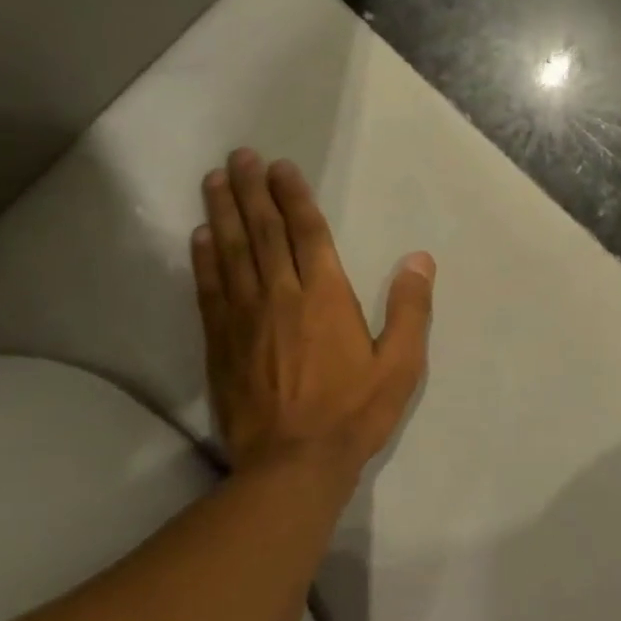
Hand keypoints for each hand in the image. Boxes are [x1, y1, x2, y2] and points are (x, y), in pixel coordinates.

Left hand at [193, 150, 434, 477]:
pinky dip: (204, 258)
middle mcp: (281, 296)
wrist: (293, 464)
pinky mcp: (221, 342)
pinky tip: (200, 236)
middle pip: (264, 232)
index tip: (280, 168)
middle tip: (239, 157)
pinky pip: (210, 289)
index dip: (293, 197)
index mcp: (326, 297)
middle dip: (252, 190)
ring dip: (224, 212)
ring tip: (214, 179)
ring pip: (232, 252)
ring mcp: (245, 318)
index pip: (307, 234)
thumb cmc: (354, 413)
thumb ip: (411, 310)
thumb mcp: (401, 366)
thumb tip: (420, 259)